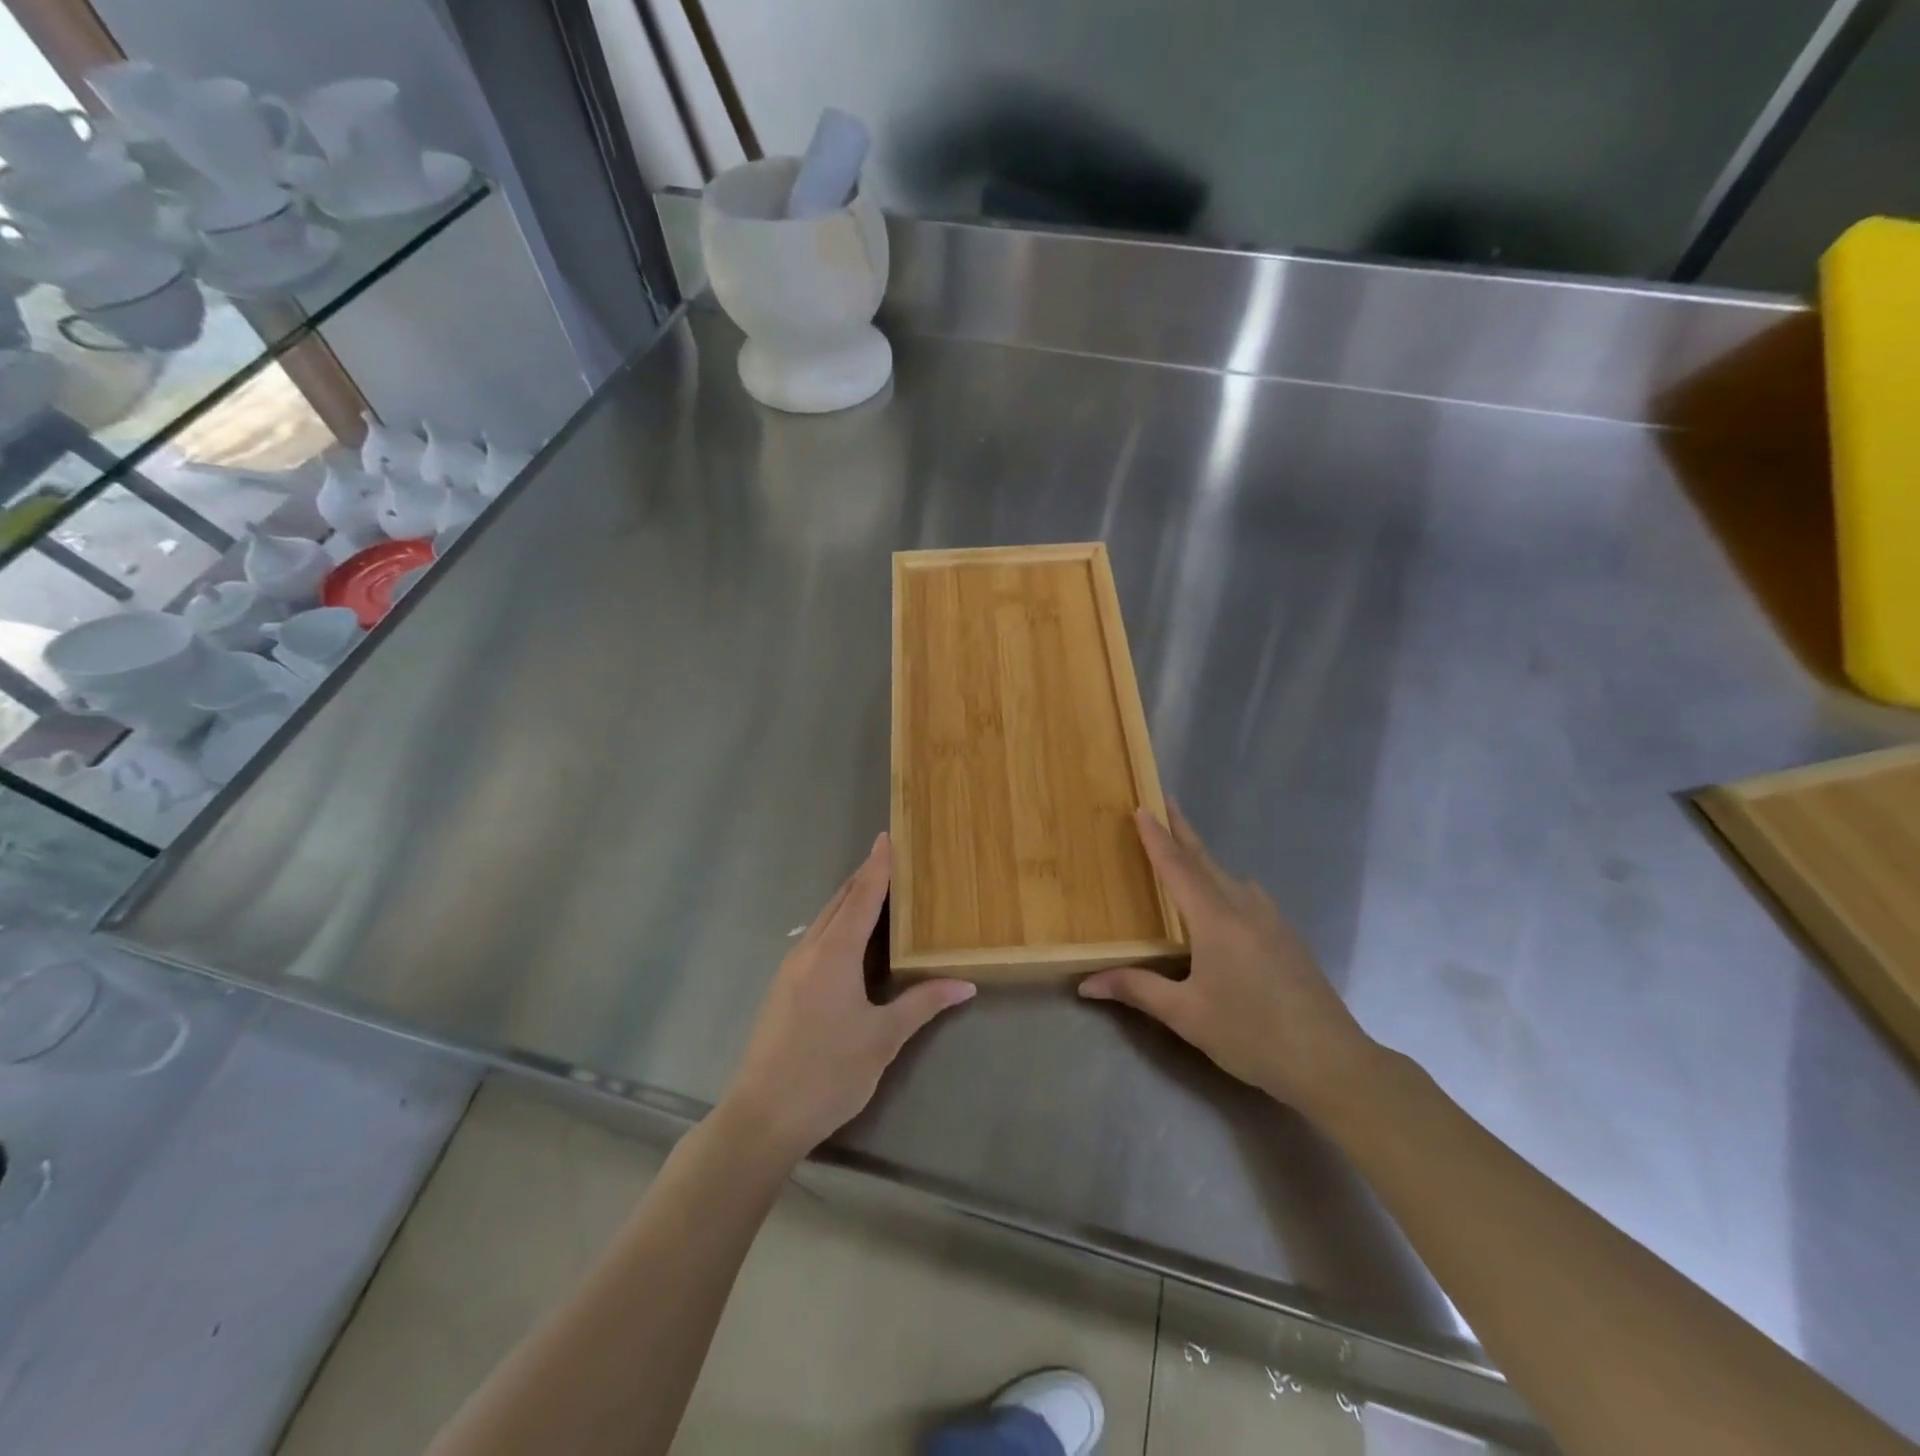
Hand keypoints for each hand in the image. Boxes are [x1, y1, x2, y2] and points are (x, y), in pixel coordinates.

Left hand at [722, 833, 974, 1160]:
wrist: (763, 1115)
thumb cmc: (828, 1072)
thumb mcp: (883, 1039)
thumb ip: (922, 1004)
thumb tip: (965, 984)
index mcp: (834, 954)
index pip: (862, 897)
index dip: (877, 867)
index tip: (887, 837)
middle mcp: (809, 951)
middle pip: (839, 902)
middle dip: (863, 877)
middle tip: (889, 857)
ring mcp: (790, 969)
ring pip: (824, 920)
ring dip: (849, 901)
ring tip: (875, 890)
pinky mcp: (783, 987)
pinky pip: (815, 939)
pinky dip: (836, 924)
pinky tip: (849, 939)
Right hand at [1079, 805, 1379, 1115]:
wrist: (1331, 1061)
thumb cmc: (1251, 1035)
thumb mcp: (1187, 1015)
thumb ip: (1137, 990)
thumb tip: (1086, 983)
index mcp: (1215, 920)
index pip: (1178, 868)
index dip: (1157, 838)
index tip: (1142, 808)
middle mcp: (1244, 908)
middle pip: (1206, 861)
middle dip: (1182, 832)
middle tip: (1164, 803)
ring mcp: (1271, 920)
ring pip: (1229, 877)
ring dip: (1204, 858)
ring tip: (1185, 849)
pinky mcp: (1287, 937)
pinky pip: (1247, 895)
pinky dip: (1225, 883)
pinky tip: (1225, 900)